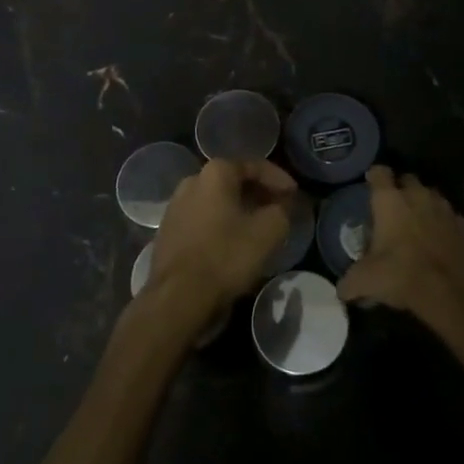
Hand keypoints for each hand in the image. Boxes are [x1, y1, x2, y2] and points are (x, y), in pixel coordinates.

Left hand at [149, 160, 293, 325]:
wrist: (178, 297)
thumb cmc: (226, 256)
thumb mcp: (269, 231)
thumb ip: (282, 210)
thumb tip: (283, 205)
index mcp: (215, 173)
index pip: (254, 166)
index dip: (279, 179)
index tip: (295, 194)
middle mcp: (192, 181)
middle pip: (233, 182)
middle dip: (259, 194)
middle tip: (280, 209)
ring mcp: (175, 207)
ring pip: (217, 202)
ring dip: (240, 210)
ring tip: (259, 227)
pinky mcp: (168, 232)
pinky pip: (202, 220)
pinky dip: (222, 225)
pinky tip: (234, 243)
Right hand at [336, 166, 463, 334]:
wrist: (450, 292)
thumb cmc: (401, 274)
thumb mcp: (365, 280)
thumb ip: (350, 281)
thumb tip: (341, 290)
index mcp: (390, 200)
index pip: (379, 173)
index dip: (374, 177)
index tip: (370, 184)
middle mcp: (417, 196)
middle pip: (408, 179)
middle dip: (401, 189)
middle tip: (393, 209)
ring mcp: (444, 209)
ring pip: (432, 196)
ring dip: (424, 205)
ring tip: (417, 224)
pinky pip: (452, 219)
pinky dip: (445, 226)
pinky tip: (441, 241)